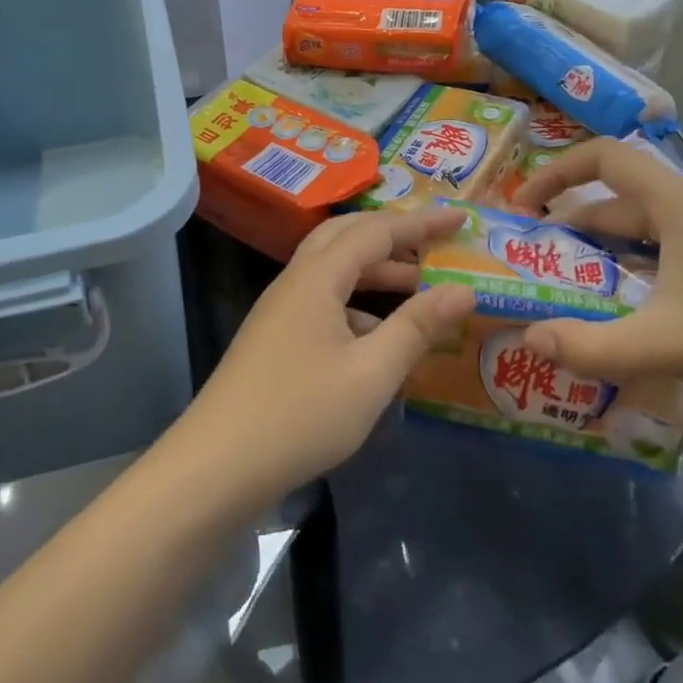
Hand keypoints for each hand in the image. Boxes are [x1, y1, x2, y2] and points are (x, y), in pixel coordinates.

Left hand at [174, 206, 474, 510]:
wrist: (219, 463)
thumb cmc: (301, 414)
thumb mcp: (371, 373)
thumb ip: (417, 327)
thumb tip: (463, 289)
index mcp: (317, 276)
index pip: (375, 231)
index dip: (420, 224)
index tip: (460, 219)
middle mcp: (295, 281)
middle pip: (347, 238)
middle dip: (394, 238)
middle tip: (436, 246)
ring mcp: (281, 309)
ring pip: (334, 271)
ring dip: (376, 273)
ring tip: (421, 291)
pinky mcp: (276, 336)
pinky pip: (323, 301)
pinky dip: (357, 305)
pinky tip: (380, 339)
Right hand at [512, 137, 682, 415]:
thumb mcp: (667, 343)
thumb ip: (592, 344)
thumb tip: (529, 339)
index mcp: (679, 203)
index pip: (604, 157)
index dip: (556, 171)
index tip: (524, 204)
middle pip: (619, 200)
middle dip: (572, 225)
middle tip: (535, 257)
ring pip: (644, 231)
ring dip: (603, 251)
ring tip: (569, 285)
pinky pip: (668, 253)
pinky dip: (635, 269)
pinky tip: (627, 308)